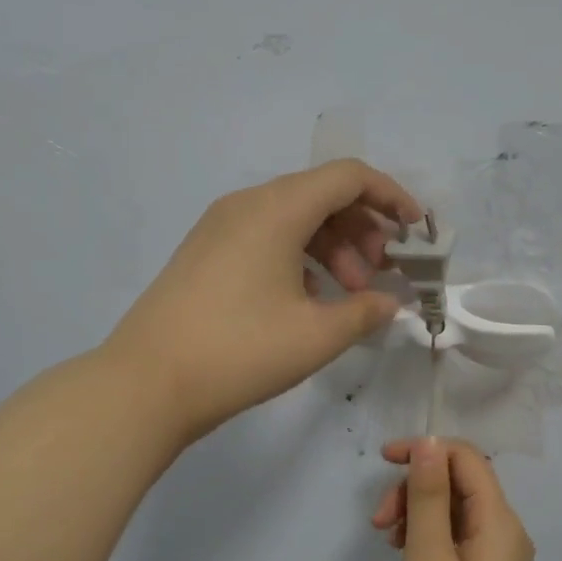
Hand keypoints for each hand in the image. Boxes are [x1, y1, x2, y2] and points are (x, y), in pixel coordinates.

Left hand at [107, 159, 423, 444]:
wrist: (146, 383)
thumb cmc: (239, 351)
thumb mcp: (316, 335)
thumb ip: (365, 311)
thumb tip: (389, 302)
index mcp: (276, 208)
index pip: (348, 177)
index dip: (391, 196)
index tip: (416, 231)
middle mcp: (247, 204)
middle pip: (321, 195)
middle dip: (362, 229)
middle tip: (379, 274)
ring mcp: (220, 226)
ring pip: (293, 218)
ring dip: (332, 247)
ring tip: (348, 294)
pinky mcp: (205, 252)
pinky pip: (266, 237)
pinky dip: (299, 257)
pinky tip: (308, 301)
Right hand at [371, 438, 535, 560]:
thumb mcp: (429, 557)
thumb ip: (429, 495)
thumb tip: (429, 442)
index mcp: (500, 522)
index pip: (467, 459)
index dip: (426, 450)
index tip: (383, 461)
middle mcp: (505, 533)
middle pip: (459, 482)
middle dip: (416, 487)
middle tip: (380, 520)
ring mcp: (495, 559)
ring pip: (453, 509)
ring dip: (417, 511)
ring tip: (386, 539)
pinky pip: (453, 537)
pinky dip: (425, 535)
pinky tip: (402, 553)